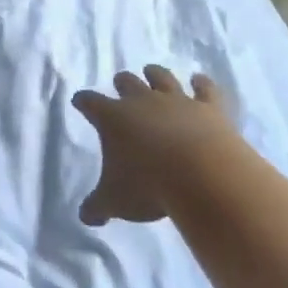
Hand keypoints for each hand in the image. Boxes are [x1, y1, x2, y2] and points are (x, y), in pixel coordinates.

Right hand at [72, 65, 242, 224]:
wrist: (201, 175)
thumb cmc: (147, 185)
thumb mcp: (115, 201)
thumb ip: (98, 206)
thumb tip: (86, 216)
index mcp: (112, 118)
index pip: (90, 103)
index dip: (83, 101)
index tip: (79, 101)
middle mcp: (142, 101)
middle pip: (127, 82)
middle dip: (122, 82)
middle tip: (119, 83)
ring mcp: (177, 100)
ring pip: (162, 78)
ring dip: (155, 74)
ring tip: (151, 71)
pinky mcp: (208, 107)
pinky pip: (204, 88)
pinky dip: (201, 83)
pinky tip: (199, 79)